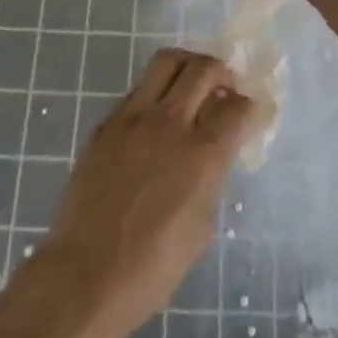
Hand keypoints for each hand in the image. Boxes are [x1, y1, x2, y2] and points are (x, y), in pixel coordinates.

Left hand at [35, 49, 256, 337]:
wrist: (86, 275)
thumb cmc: (152, 268)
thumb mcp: (201, 228)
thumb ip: (212, 178)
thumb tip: (214, 154)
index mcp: (202, 155)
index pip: (237, 108)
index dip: (250, 107)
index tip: (251, 112)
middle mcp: (171, 124)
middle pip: (204, 69)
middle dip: (222, 72)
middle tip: (224, 87)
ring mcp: (135, 117)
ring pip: (168, 62)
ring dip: (188, 65)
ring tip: (192, 83)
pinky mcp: (108, 122)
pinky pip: (139, 89)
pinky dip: (157, 92)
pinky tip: (157, 116)